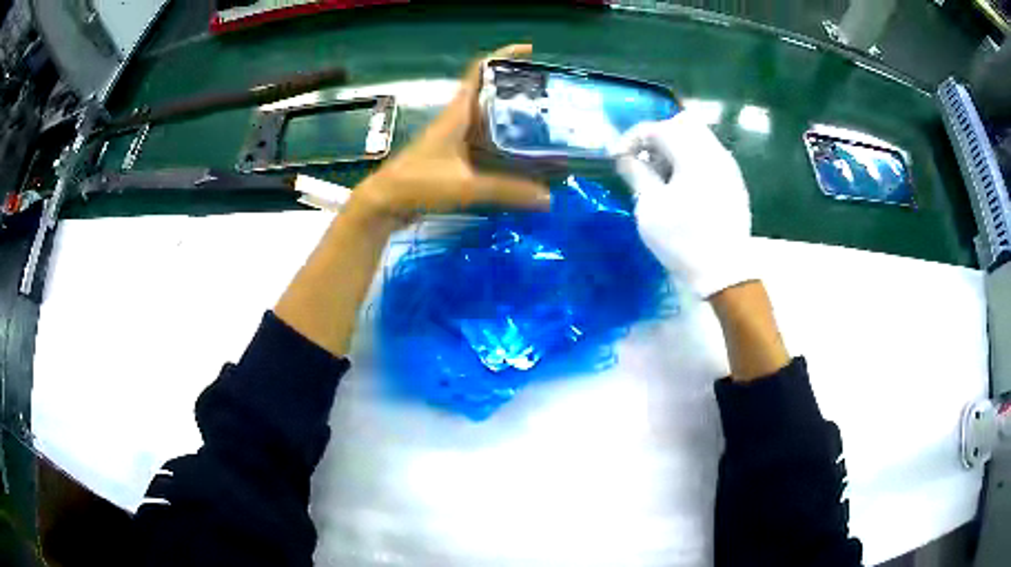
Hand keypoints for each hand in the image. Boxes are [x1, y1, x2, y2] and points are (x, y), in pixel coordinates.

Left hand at [349, 44, 550, 227]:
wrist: (386, 204)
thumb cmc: (419, 183)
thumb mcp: (465, 186)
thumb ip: (507, 190)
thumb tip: (548, 197)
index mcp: (459, 113)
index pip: (479, 71)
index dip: (503, 55)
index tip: (529, 51)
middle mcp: (459, 120)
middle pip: (492, 94)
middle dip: (519, 91)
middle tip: (550, 97)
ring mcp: (457, 139)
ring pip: (491, 120)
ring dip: (515, 119)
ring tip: (547, 125)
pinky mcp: (455, 158)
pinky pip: (487, 144)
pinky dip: (506, 146)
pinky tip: (525, 158)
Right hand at [614, 113, 754, 297]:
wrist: (725, 273)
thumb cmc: (683, 241)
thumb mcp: (651, 208)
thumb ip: (637, 175)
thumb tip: (624, 158)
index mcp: (694, 156)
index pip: (658, 128)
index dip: (632, 139)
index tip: (617, 159)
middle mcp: (715, 153)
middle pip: (683, 123)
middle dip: (657, 136)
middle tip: (643, 161)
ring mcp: (728, 167)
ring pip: (699, 138)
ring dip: (675, 148)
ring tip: (661, 177)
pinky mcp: (734, 182)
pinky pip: (710, 156)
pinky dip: (691, 160)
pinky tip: (682, 188)